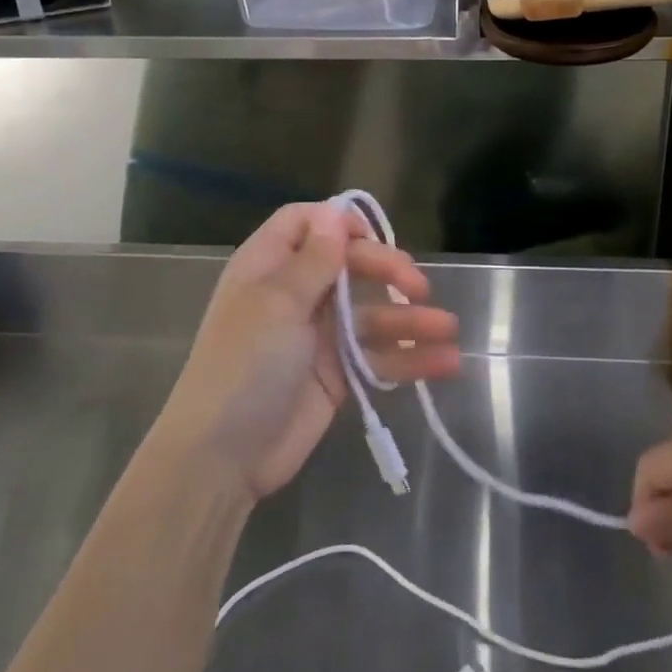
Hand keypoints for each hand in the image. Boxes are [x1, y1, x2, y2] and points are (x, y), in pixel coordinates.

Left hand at [155, 201, 460, 502]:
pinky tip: (446, 362)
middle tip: (418, 286)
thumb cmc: (245, 364)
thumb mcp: (277, 303)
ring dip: (409, 319)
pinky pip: (378, 356)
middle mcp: (295, 294)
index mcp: (269, 266)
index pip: (305, 224)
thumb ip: (313, 260)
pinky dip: (409, 358)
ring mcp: (318, 335)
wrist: (223, 457)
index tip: (372, 236)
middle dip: (386, 270)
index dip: (339, 223)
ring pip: (371, 313)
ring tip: (448, 328)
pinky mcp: (337, 374)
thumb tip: (335, 214)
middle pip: (348, 265)